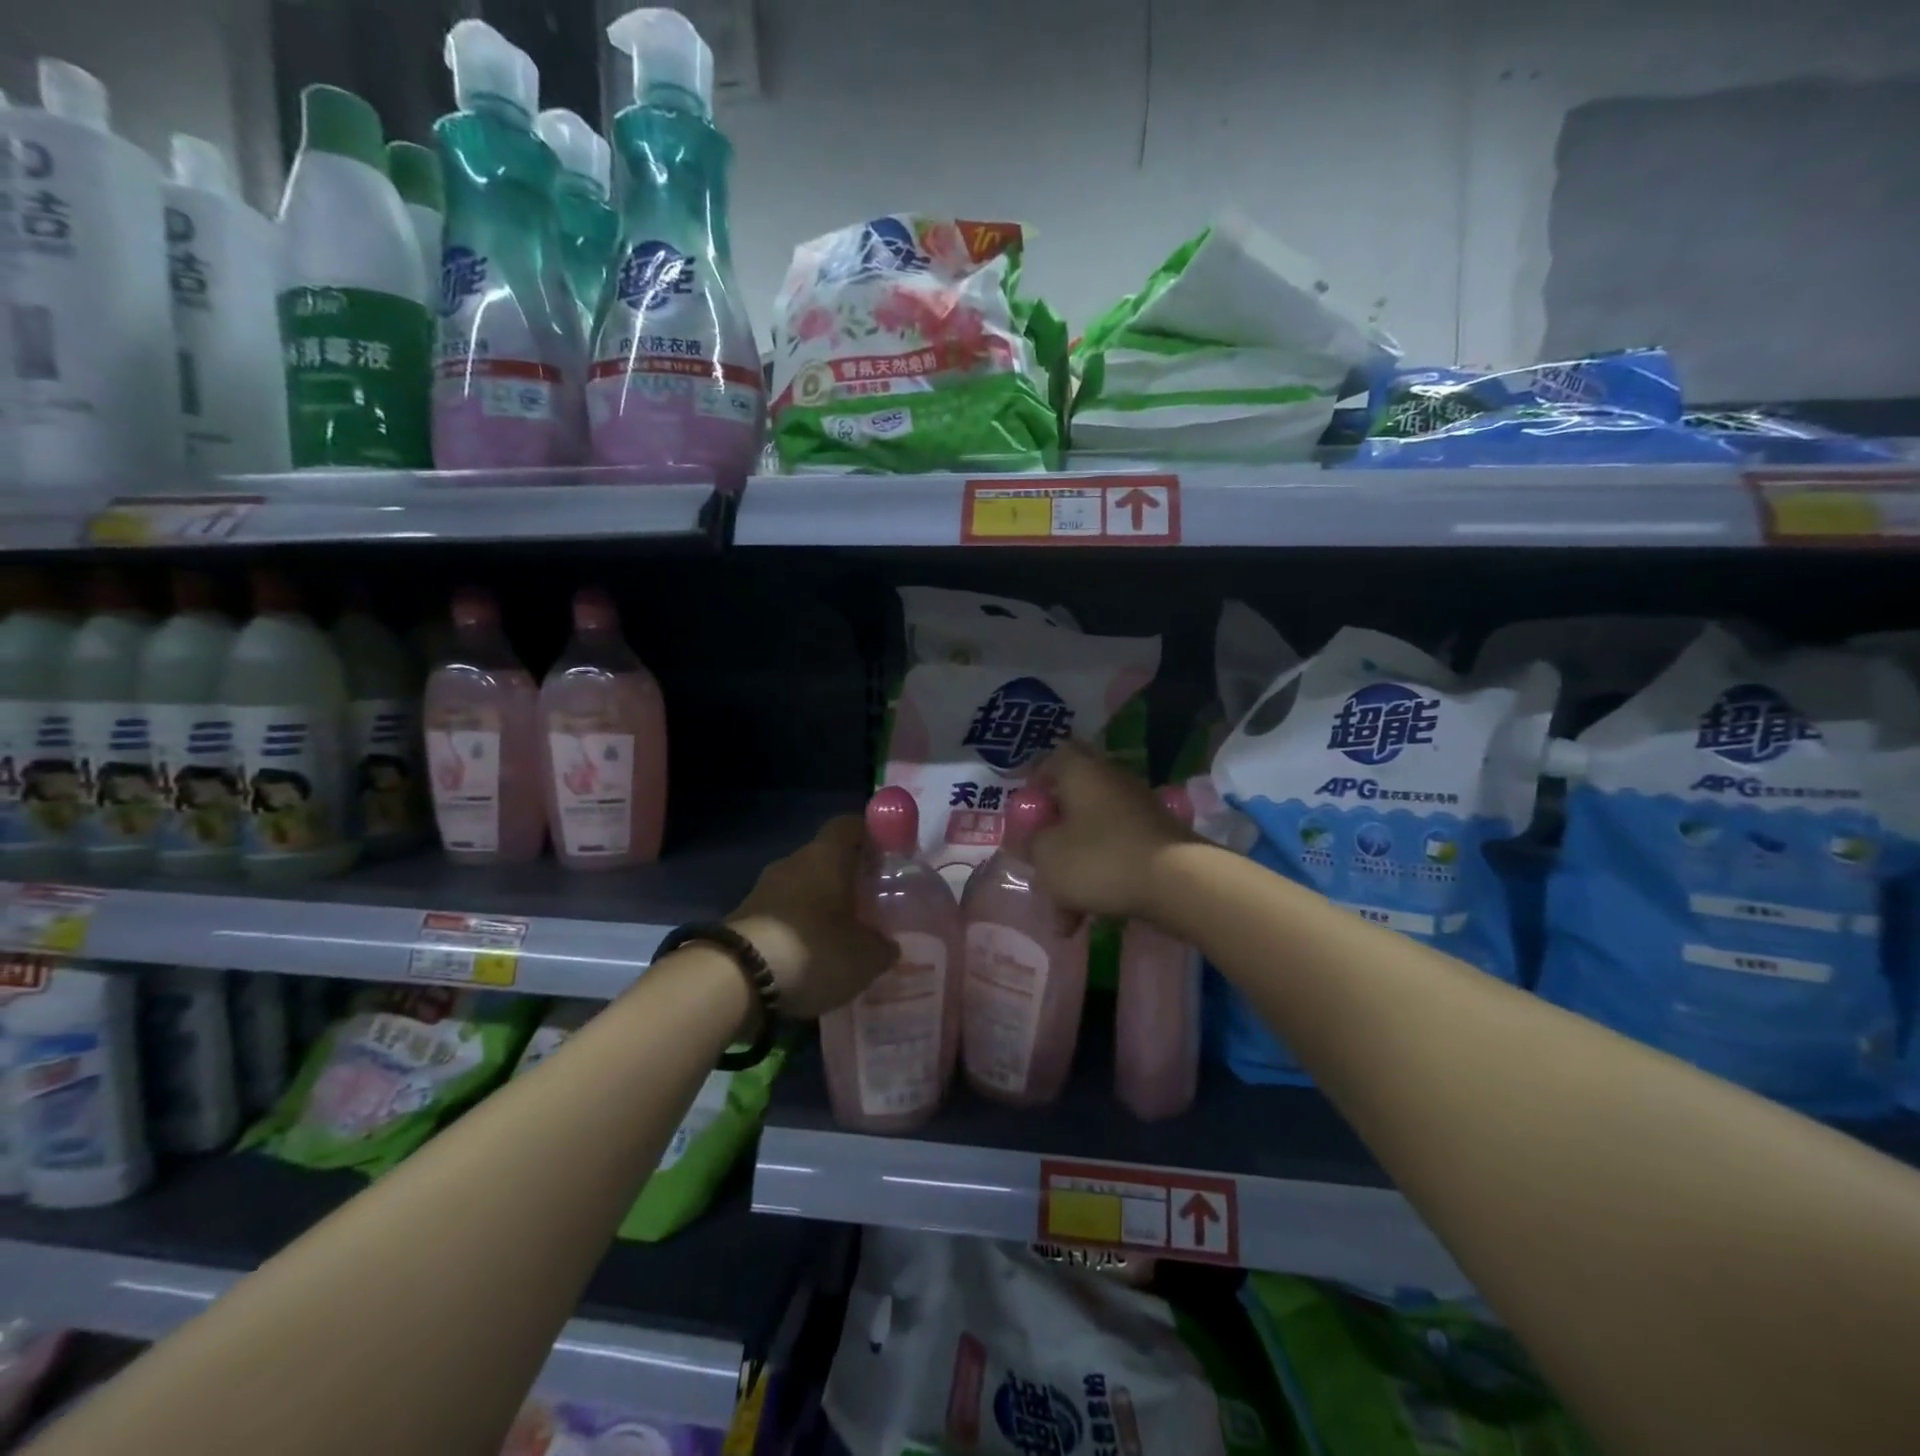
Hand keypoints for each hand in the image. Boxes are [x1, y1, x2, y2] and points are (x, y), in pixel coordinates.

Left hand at [728, 814, 897, 1020]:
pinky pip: (781, 914)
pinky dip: (797, 929)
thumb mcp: (864, 957)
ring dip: (820, 906)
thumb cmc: (812, 951)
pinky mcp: (744, 917)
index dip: (870, 835)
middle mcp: (793, 862)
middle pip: (826, 858)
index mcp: (827, 856)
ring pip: (802, 887)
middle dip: (847, 878)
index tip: (888, 856)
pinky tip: (810, 958)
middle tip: (870, 905)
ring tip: (841, 937)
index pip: (850, 825)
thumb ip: (882, 946)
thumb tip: (887, 944)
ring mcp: (763, 889)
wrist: (734, 979)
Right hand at [1029, 741, 1195, 919]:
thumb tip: (1030, 839)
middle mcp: (1111, 781)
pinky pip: (1116, 855)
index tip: (1023, 814)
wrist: (1179, 883)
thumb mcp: (1047, 855)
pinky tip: (1090, 919)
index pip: (1052, 759)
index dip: (1034, 784)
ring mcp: (1138, 810)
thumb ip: (1029, 844)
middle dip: (1052, 842)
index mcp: (1081, 771)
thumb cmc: (1101, 859)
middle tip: (1038, 868)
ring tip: (1063, 918)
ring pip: (1092, 837)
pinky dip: (1100, 881)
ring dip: (1074, 873)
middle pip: (1071, 805)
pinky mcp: (1156, 839)